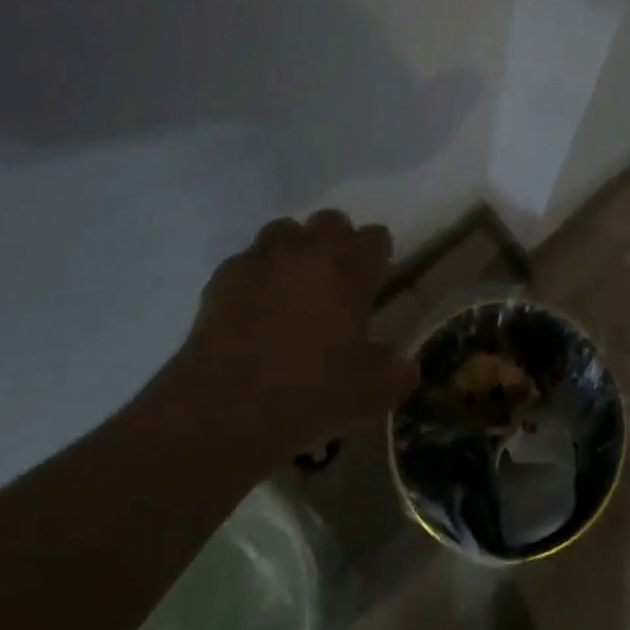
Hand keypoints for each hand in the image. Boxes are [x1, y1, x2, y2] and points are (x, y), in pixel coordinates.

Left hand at [168, 210, 419, 462]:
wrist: (225, 409)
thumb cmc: (310, 393)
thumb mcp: (370, 394)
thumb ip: (395, 374)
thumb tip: (406, 368)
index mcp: (351, 269)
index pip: (376, 237)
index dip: (377, 255)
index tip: (374, 280)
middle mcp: (310, 252)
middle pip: (331, 221)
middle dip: (336, 242)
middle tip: (334, 281)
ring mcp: (263, 259)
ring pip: (285, 230)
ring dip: (293, 250)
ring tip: (291, 286)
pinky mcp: (223, 277)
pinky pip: (246, 261)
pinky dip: (253, 276)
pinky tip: (251, 307)